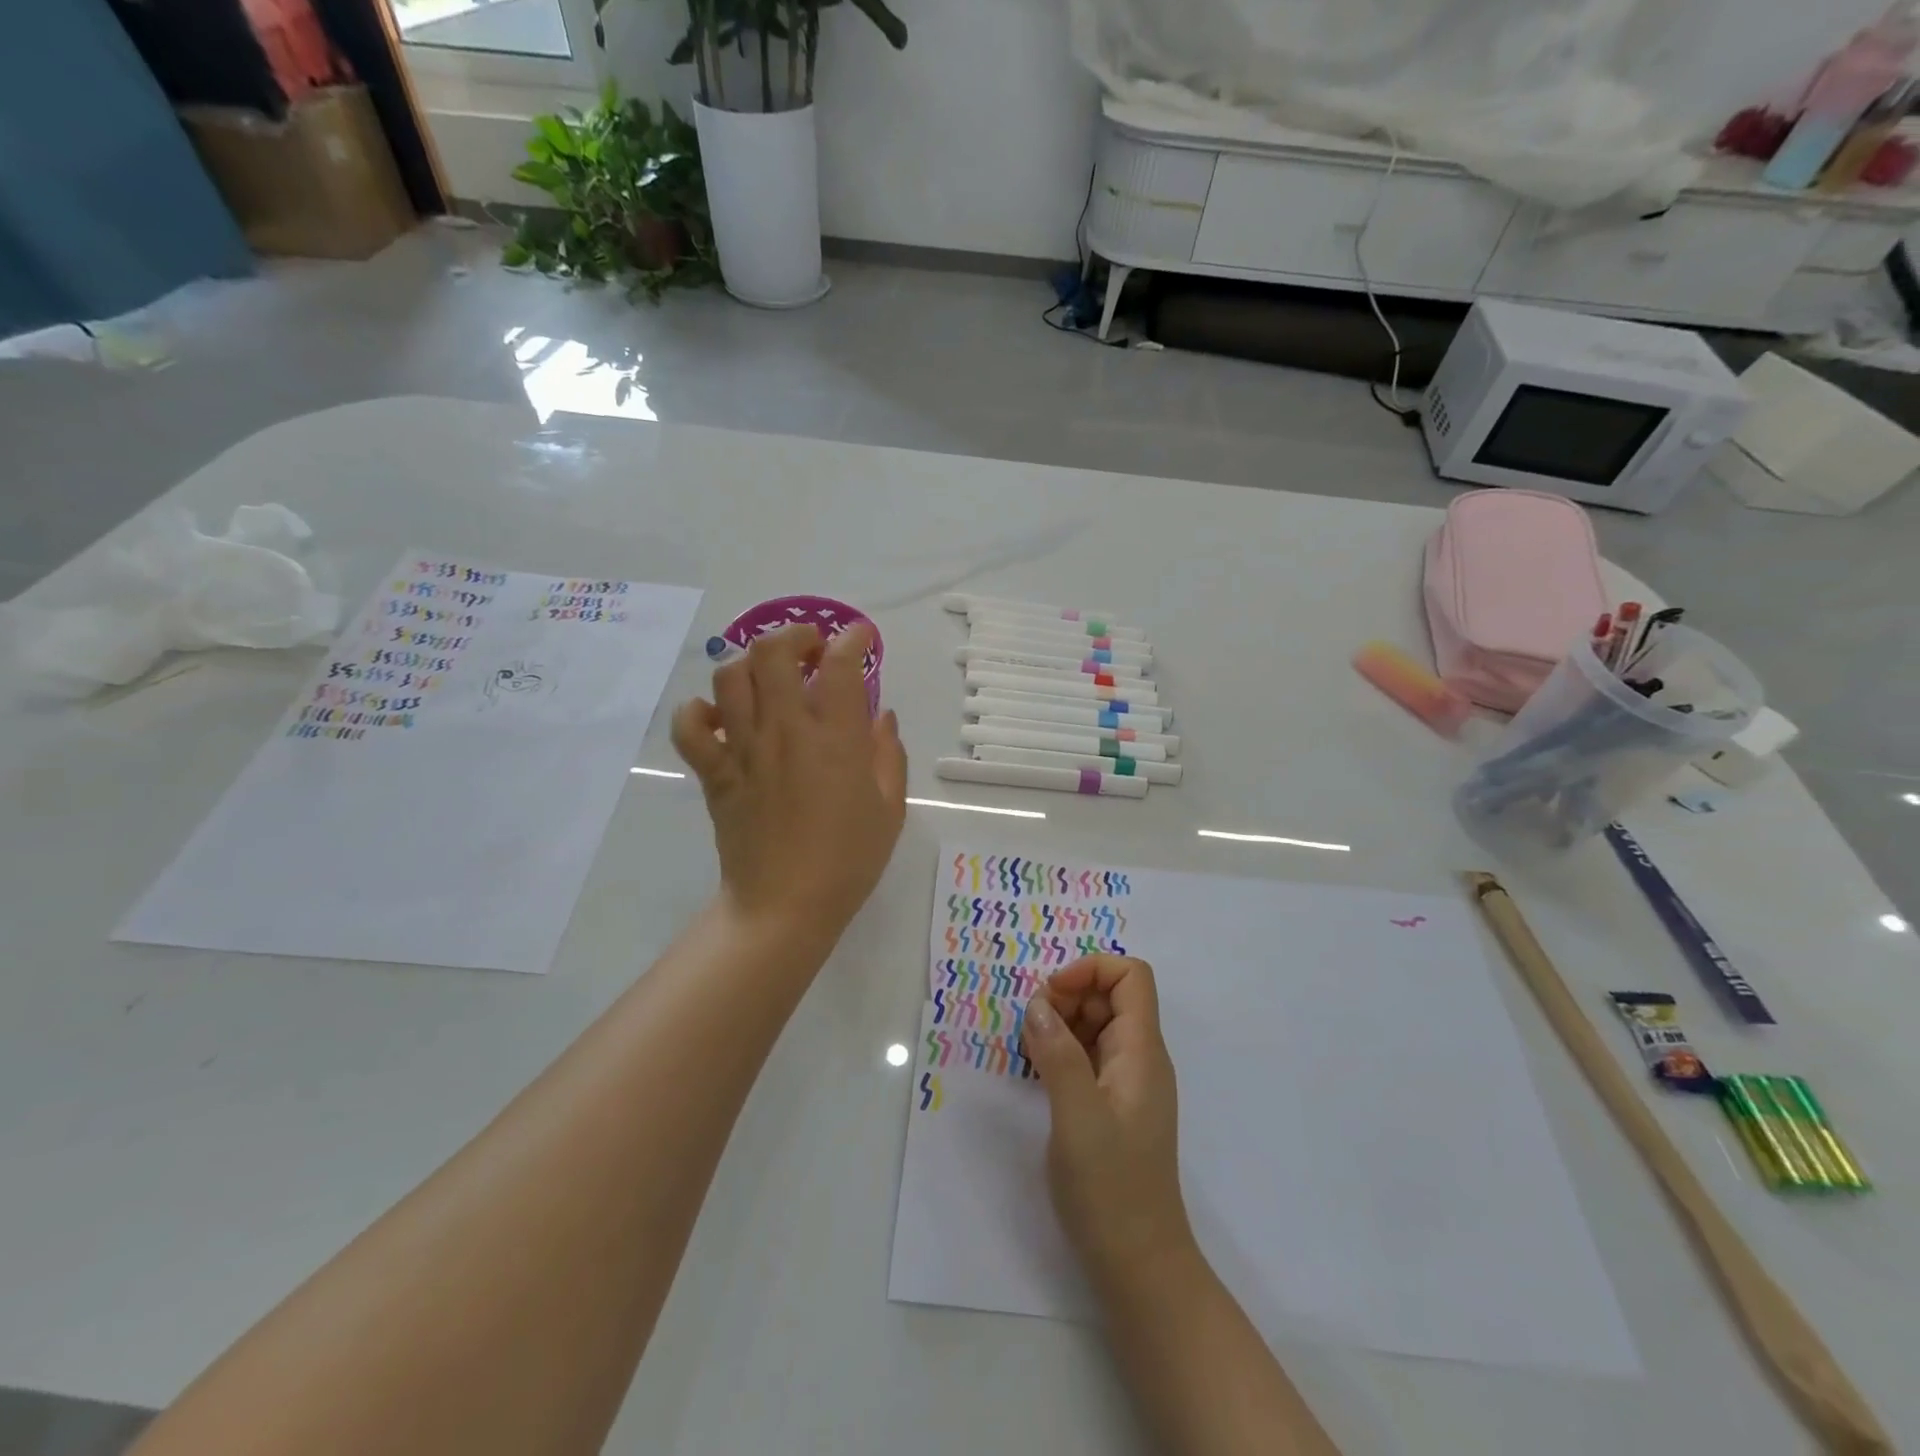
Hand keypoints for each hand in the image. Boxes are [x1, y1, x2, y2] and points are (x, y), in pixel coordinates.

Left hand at [671, 623, 906, 941]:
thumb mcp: (890, 809)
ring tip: (769, 678)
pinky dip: (698, 712)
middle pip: (772, 653)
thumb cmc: (847, 861)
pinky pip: (689, 728)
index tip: (859, 640)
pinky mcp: (715, 774)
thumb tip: (882, 716)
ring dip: (751, 664)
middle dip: (794, 636)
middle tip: (811, 651)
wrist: (785, 907)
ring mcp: (743, 750)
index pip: (840, 665)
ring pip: (730, 678)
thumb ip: (889, 756)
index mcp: (835, 740)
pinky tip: (720, 718)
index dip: (851, 639)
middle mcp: (785, 732)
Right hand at [1021, 955, 1195, 1287]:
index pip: (1131, 977)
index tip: (1050, 995)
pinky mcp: (1111, 1105)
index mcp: (1142, 1052)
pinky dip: (1061, 1050)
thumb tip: (1037, 1003)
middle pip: (1110, 996)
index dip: (1091, 970)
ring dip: (1061, 1023)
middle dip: (1068, 995)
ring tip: (1027, 1048)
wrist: (1139, 1266)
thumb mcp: (1077, 1116)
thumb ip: (1058, 1054)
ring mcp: (1127, 1083)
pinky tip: (1035, 1070)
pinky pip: (1088, 1056)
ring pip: (1096, 1025)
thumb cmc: (1111, 1188)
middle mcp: (1140, 1059)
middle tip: (1030, 1026)